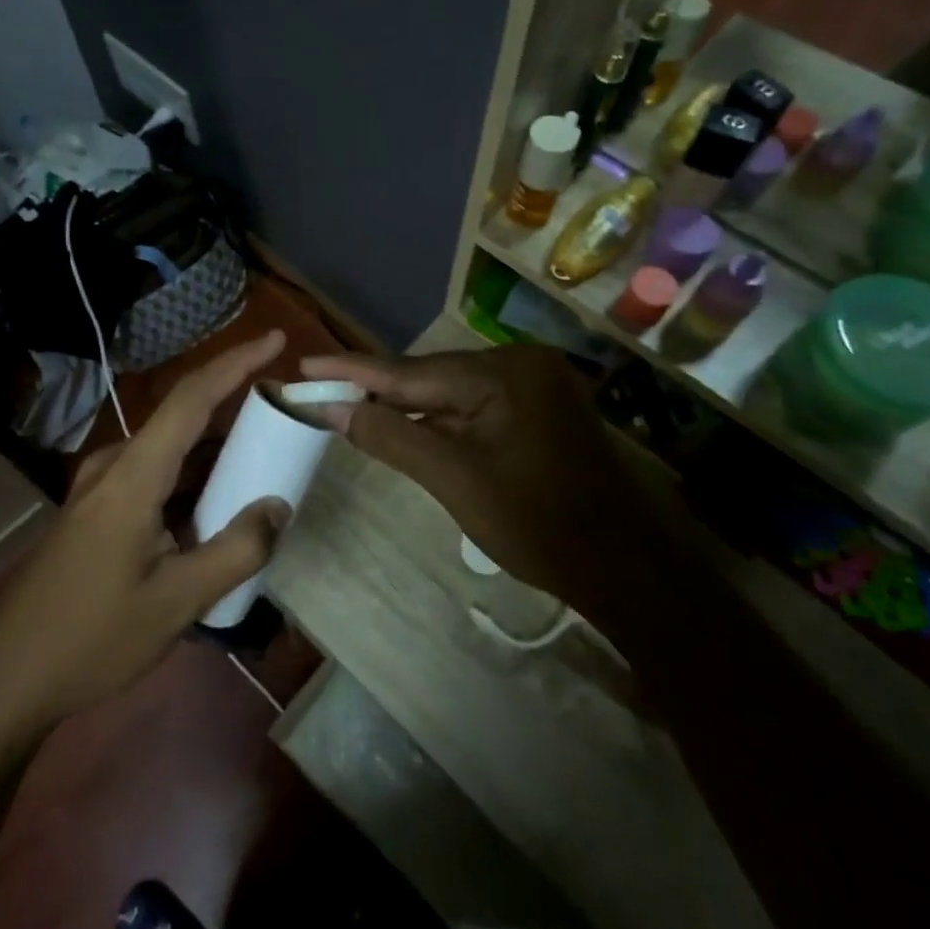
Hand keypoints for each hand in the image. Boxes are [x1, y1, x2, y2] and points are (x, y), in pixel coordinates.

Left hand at [0, 332, 291, 743]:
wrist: (6, 678)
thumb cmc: (91, 638)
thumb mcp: (176, 602)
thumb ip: (235, 551)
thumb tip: (278, 507)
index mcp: (132, 477)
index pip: (191, 399)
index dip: (235, 363)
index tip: (276, 339)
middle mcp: (113, 467)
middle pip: (182, 418)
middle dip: (235, 408)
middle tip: (285, 418)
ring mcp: (99, 489)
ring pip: (169, 451)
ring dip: (214, 451)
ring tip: (262, 464)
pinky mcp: (95, 512)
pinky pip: (154, 476)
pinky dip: (191, 479)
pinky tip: (215, 508)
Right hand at [299, 345, 668, 616]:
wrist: (624, 566)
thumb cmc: (537, 524)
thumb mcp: (453, 480)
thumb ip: (390, 436)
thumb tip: (332, 409)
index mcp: (502, 372)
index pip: (410, 370)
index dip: (352, 371)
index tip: (305, 363)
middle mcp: (519, 362)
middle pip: (430, 376)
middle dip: (377, 390)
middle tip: (321, 391)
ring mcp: (533, 383)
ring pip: (450, 392)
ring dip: (406, 406)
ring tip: (352, 410)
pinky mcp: (537, 406)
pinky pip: (472, 406)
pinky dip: (439, 419)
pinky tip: (408, 428)